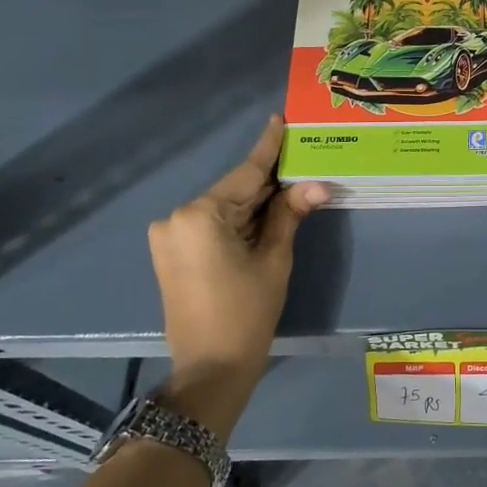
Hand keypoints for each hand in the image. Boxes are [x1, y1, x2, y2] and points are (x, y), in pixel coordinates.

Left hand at [148, 115, 328, 379]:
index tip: (279, 119)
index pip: (245, 174)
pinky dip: (239, 221)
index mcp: (200, 215)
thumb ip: (290, 214)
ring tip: (292, 187)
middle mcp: (176, 217)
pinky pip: (211, 225)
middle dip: (268, 182)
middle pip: (233, 191)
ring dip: (255, 204)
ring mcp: (169, 236)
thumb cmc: (247, 312)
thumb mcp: (274, 260)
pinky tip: (267, 215)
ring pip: (223, 209)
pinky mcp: (171, 253)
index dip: (268, 148)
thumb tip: (317, 184)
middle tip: (301, 160)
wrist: (210, 368)